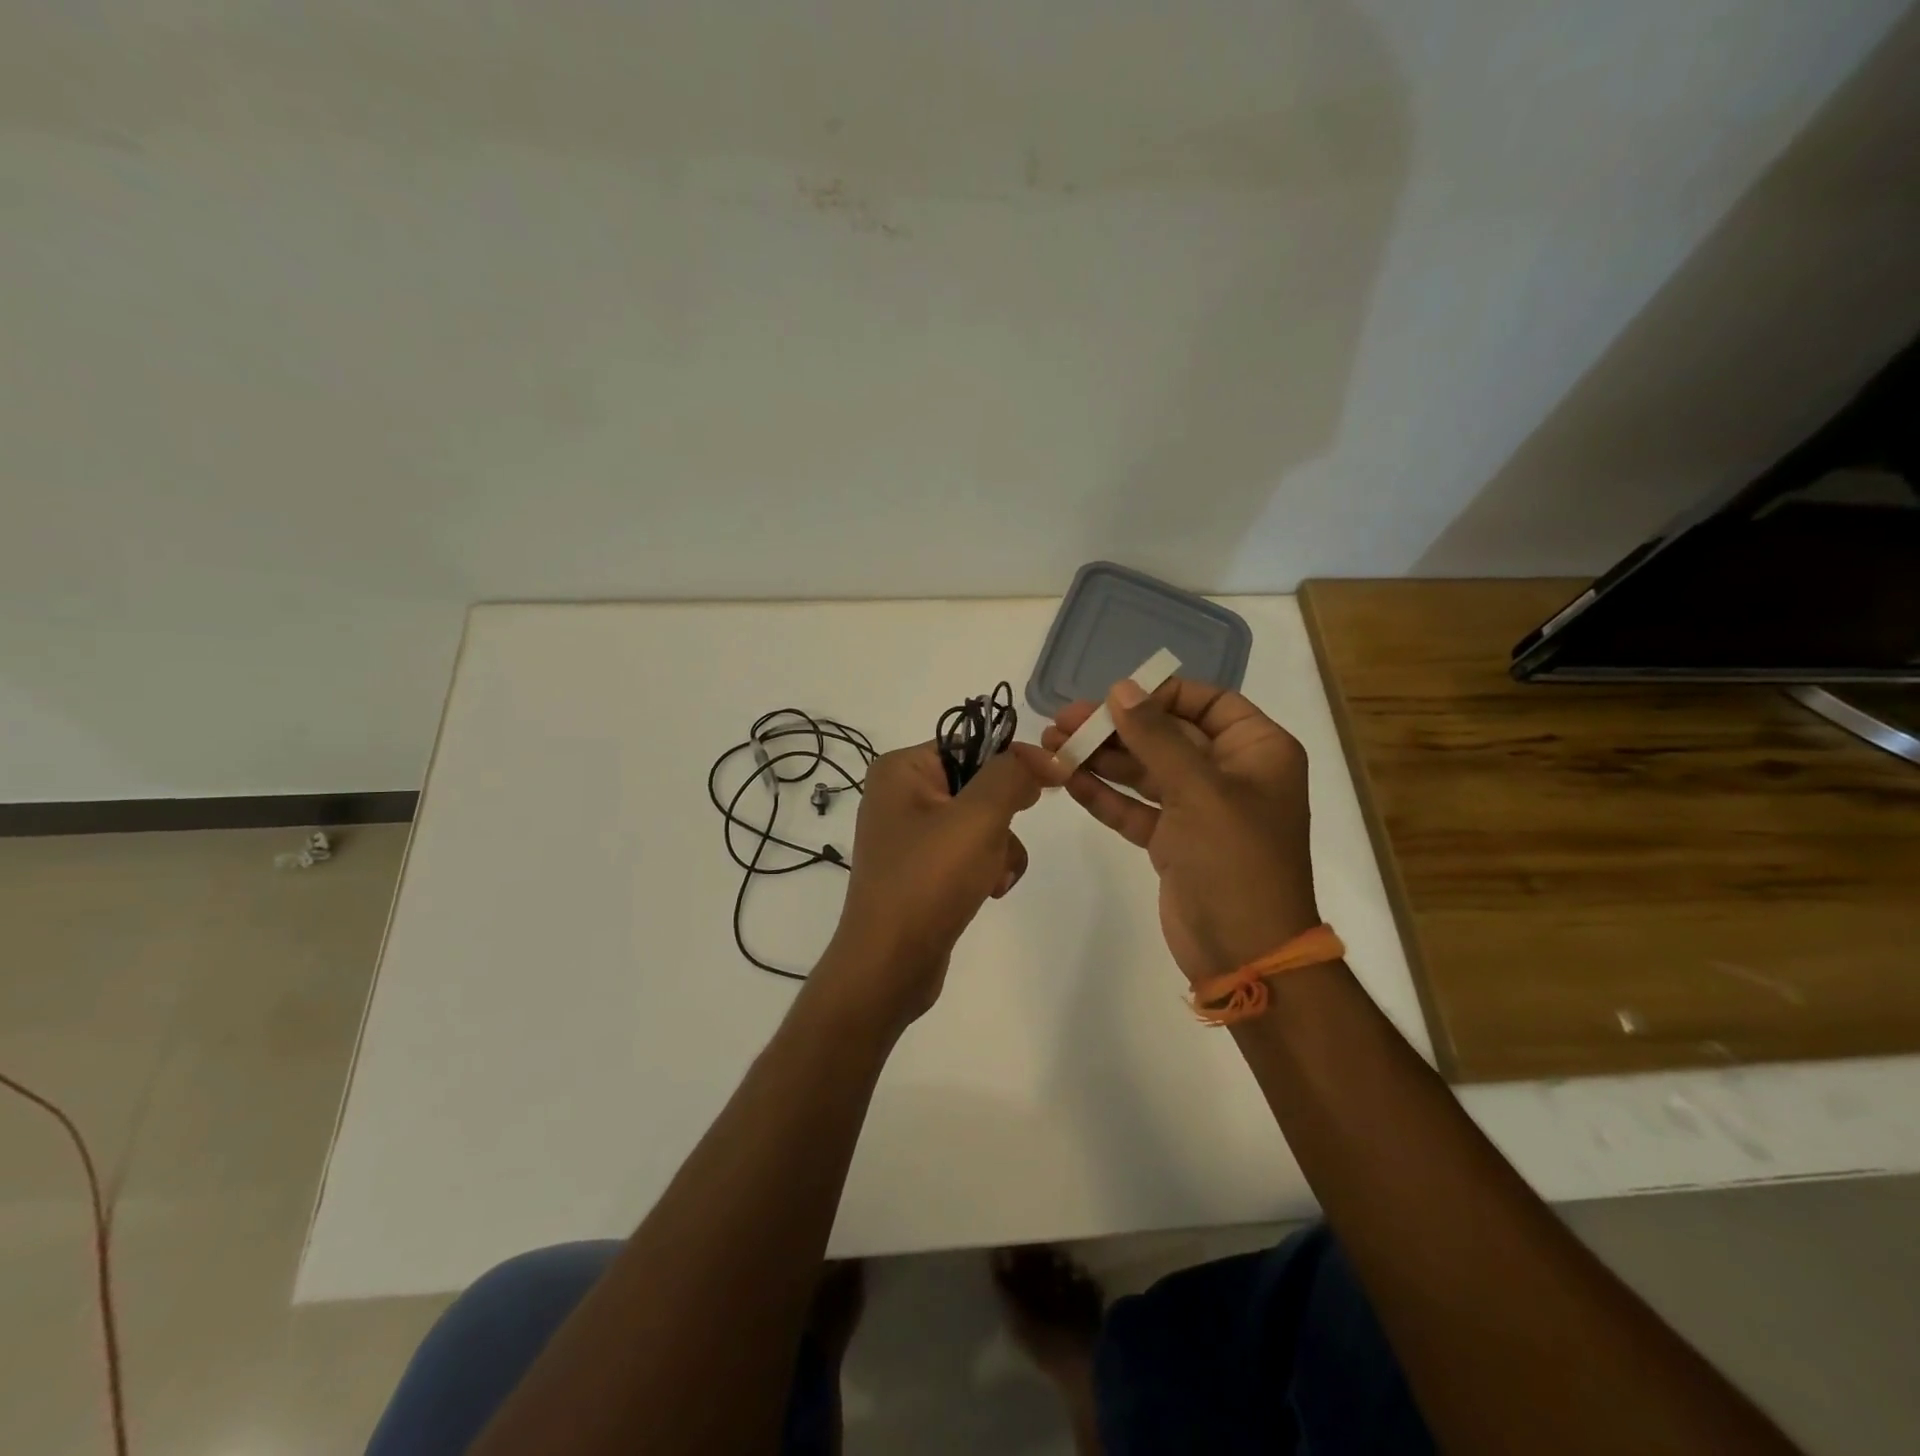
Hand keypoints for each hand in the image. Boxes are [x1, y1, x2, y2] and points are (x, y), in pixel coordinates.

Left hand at [820, 744, 1041, 1024]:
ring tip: (992, 877)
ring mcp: (909, 835)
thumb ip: (1012, 775)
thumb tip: (1045, 756)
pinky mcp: (921, 870)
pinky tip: (988, 892)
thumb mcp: (977, 818)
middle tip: (1003, 839)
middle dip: (1003, 817)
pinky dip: (986, 868)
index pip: (971, 743)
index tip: (1051, 784)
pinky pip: (968, 852)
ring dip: (1000, 847)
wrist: (888, 965)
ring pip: (980, 822)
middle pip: (979, 784)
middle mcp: (900, 795)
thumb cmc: (928, 881)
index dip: (1014, 761)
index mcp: (901, 769)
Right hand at [1036, 678, 1319, 983]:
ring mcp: (1199, 809)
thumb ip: (1156, 736)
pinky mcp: (1173, 841)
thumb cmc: (1235, 860)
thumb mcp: (1198, 790)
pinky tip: (1067, 781)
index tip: (1114, 697)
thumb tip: (1121, 688)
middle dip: (1115, 728)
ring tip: (1051, 745)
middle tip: (1062, 722)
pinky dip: (1105, 796)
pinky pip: (1135, 807)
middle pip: (1167, 735)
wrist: (1246, 953)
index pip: (1208, 702)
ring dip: (1101, 759)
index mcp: (1256, 751)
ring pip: (1145, 771)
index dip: (1160, 694)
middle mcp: (1230, 774)